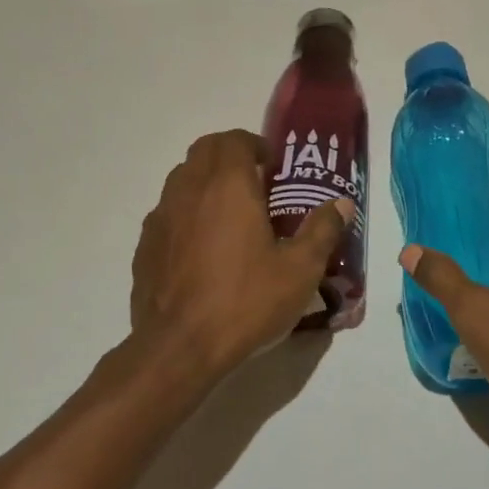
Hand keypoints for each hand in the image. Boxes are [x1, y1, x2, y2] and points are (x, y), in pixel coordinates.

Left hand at [131, 130, 352, 383]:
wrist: (179, 348)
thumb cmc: (245, 302)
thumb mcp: (299, 271)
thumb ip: (322, 231)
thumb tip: (342, 204)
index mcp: (228, 187)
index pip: (233, 140)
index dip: (254, 145)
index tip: (272, 167)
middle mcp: (189, 191)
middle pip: (204, 150)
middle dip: (229, 156)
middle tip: (254, 184)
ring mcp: (160, 218)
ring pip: (181, 179)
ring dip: (205, 182)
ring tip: (229, 214)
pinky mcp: (145, 246)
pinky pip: (166, 213)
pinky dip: (186, 213)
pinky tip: (202, 248)